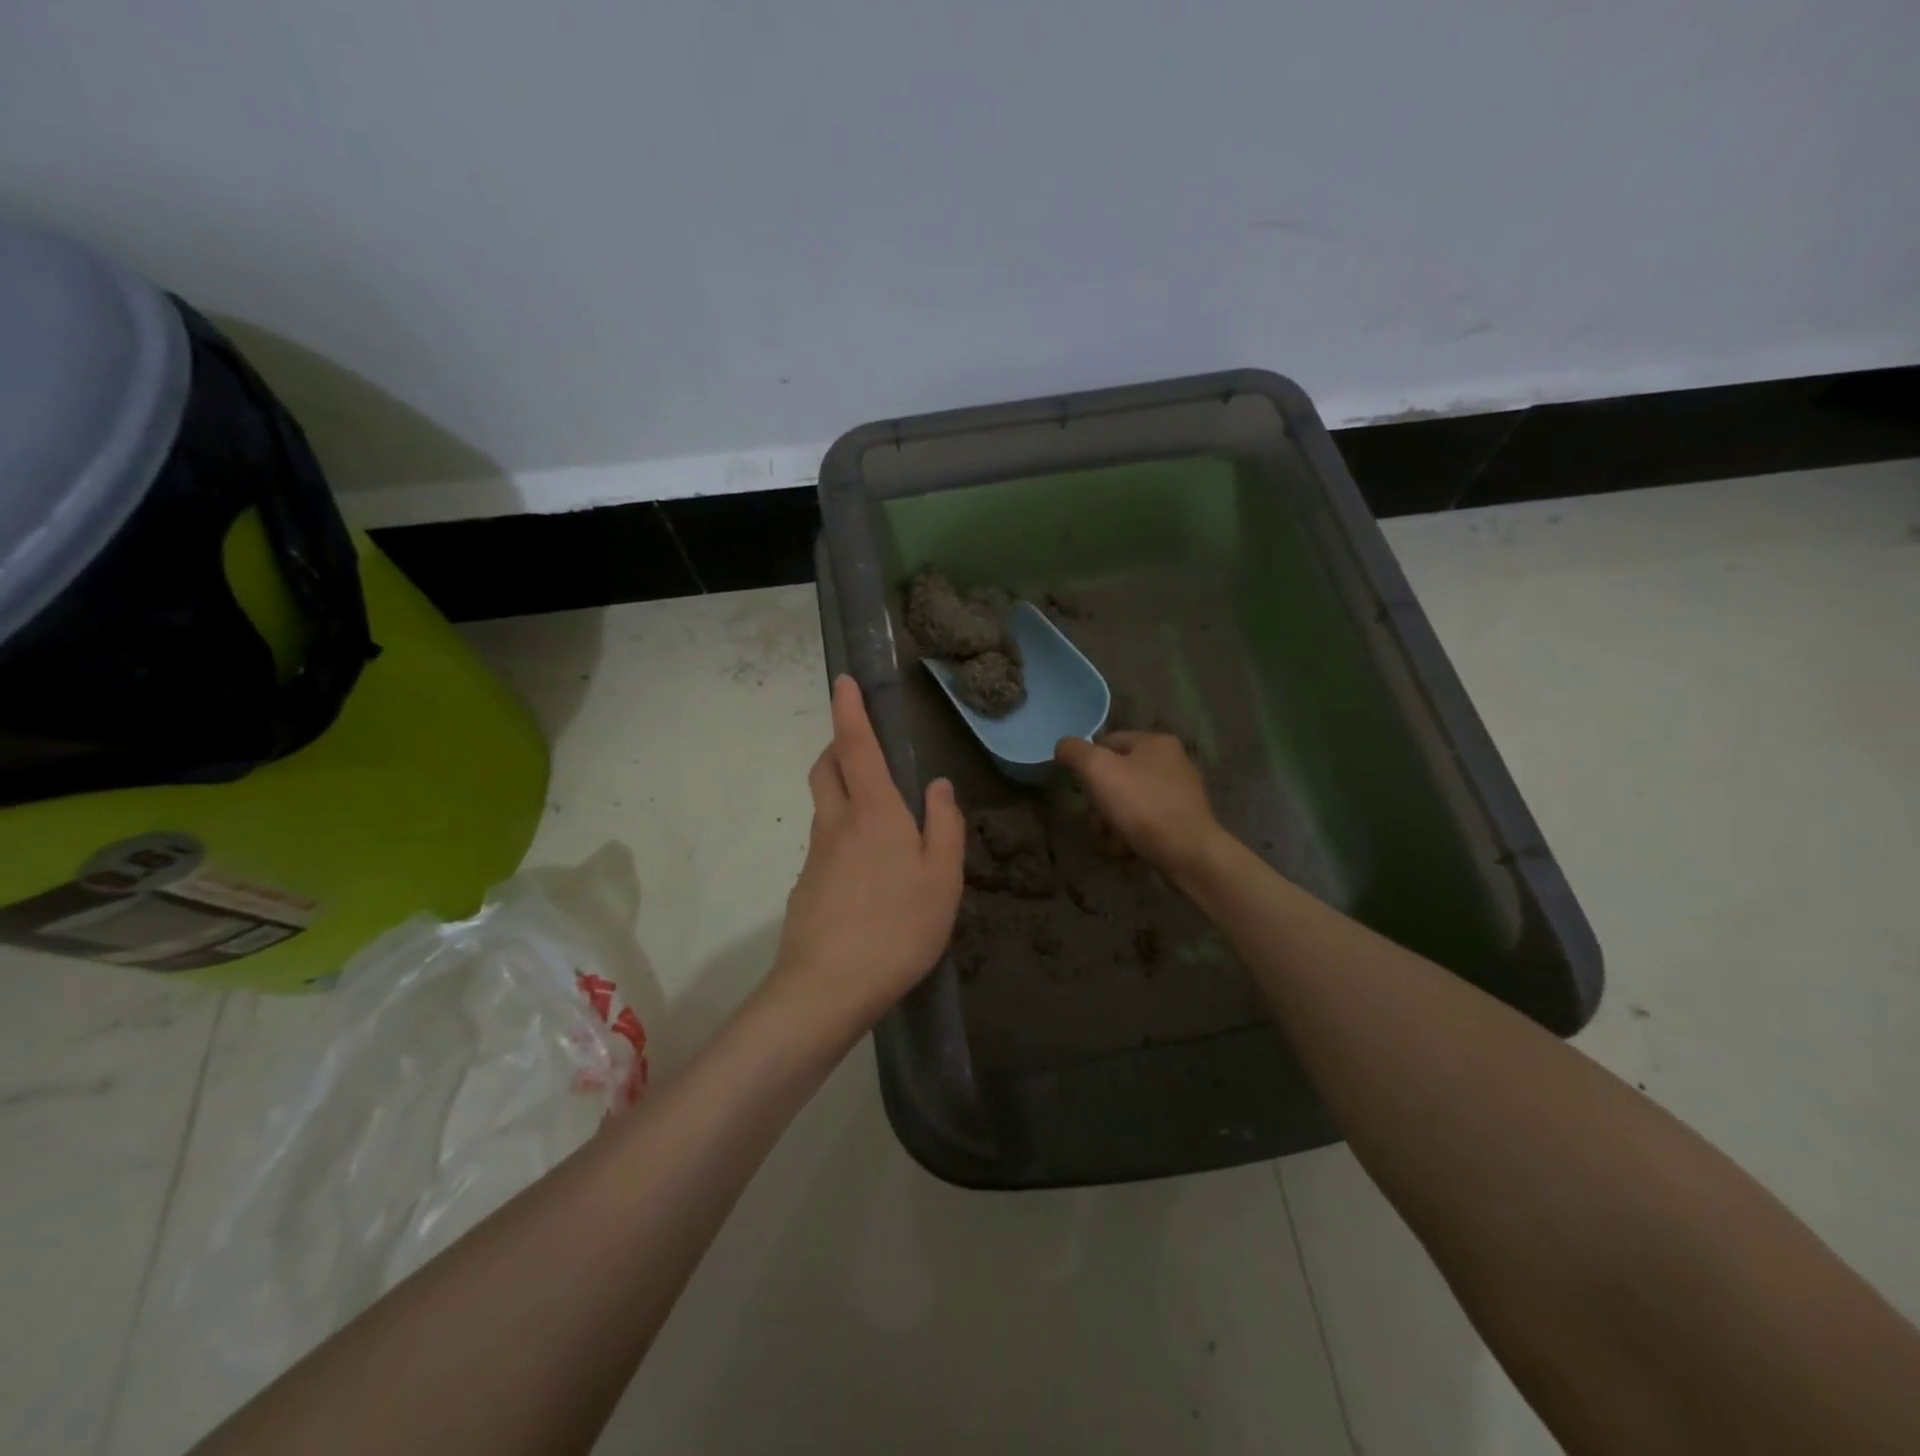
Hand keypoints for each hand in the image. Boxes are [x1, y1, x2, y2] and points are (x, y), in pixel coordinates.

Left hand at [769, 676, 965, 1038]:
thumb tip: (939, 786)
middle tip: (862, 746)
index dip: (849, 710)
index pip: (857, 746)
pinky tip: (869, 870)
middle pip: (826, 768)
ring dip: (841, 788)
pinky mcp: (806, 885)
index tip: (843, 680)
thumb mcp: (942, 878)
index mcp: (874, 812)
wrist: (827, 988)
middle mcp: (837, 823)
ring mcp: (816, 855)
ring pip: (824, 805)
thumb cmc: (897, 926)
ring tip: (878, 812)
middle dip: (838, 745)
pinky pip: (826, 842)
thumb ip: (944, 826)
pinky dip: (843, 833)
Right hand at [1054, 731, 1222, 880]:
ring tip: (1113, 845)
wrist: (1188, 853)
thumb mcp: (1097, 769)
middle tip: (1097, 824)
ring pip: (1129, 805)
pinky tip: (1129, 853)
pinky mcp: (1184, 823)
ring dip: (1113, 826)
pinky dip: (1133, 838)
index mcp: (1155, 743)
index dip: (1087, 764)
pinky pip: (1146, 825)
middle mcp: (1172, 763)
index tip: (1081, 789)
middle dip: (1101, 805)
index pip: (1107, 742)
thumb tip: (1063, 746)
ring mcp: (1180, 794)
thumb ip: (1074, 751)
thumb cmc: (1141, 805)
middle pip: (1117, 778)